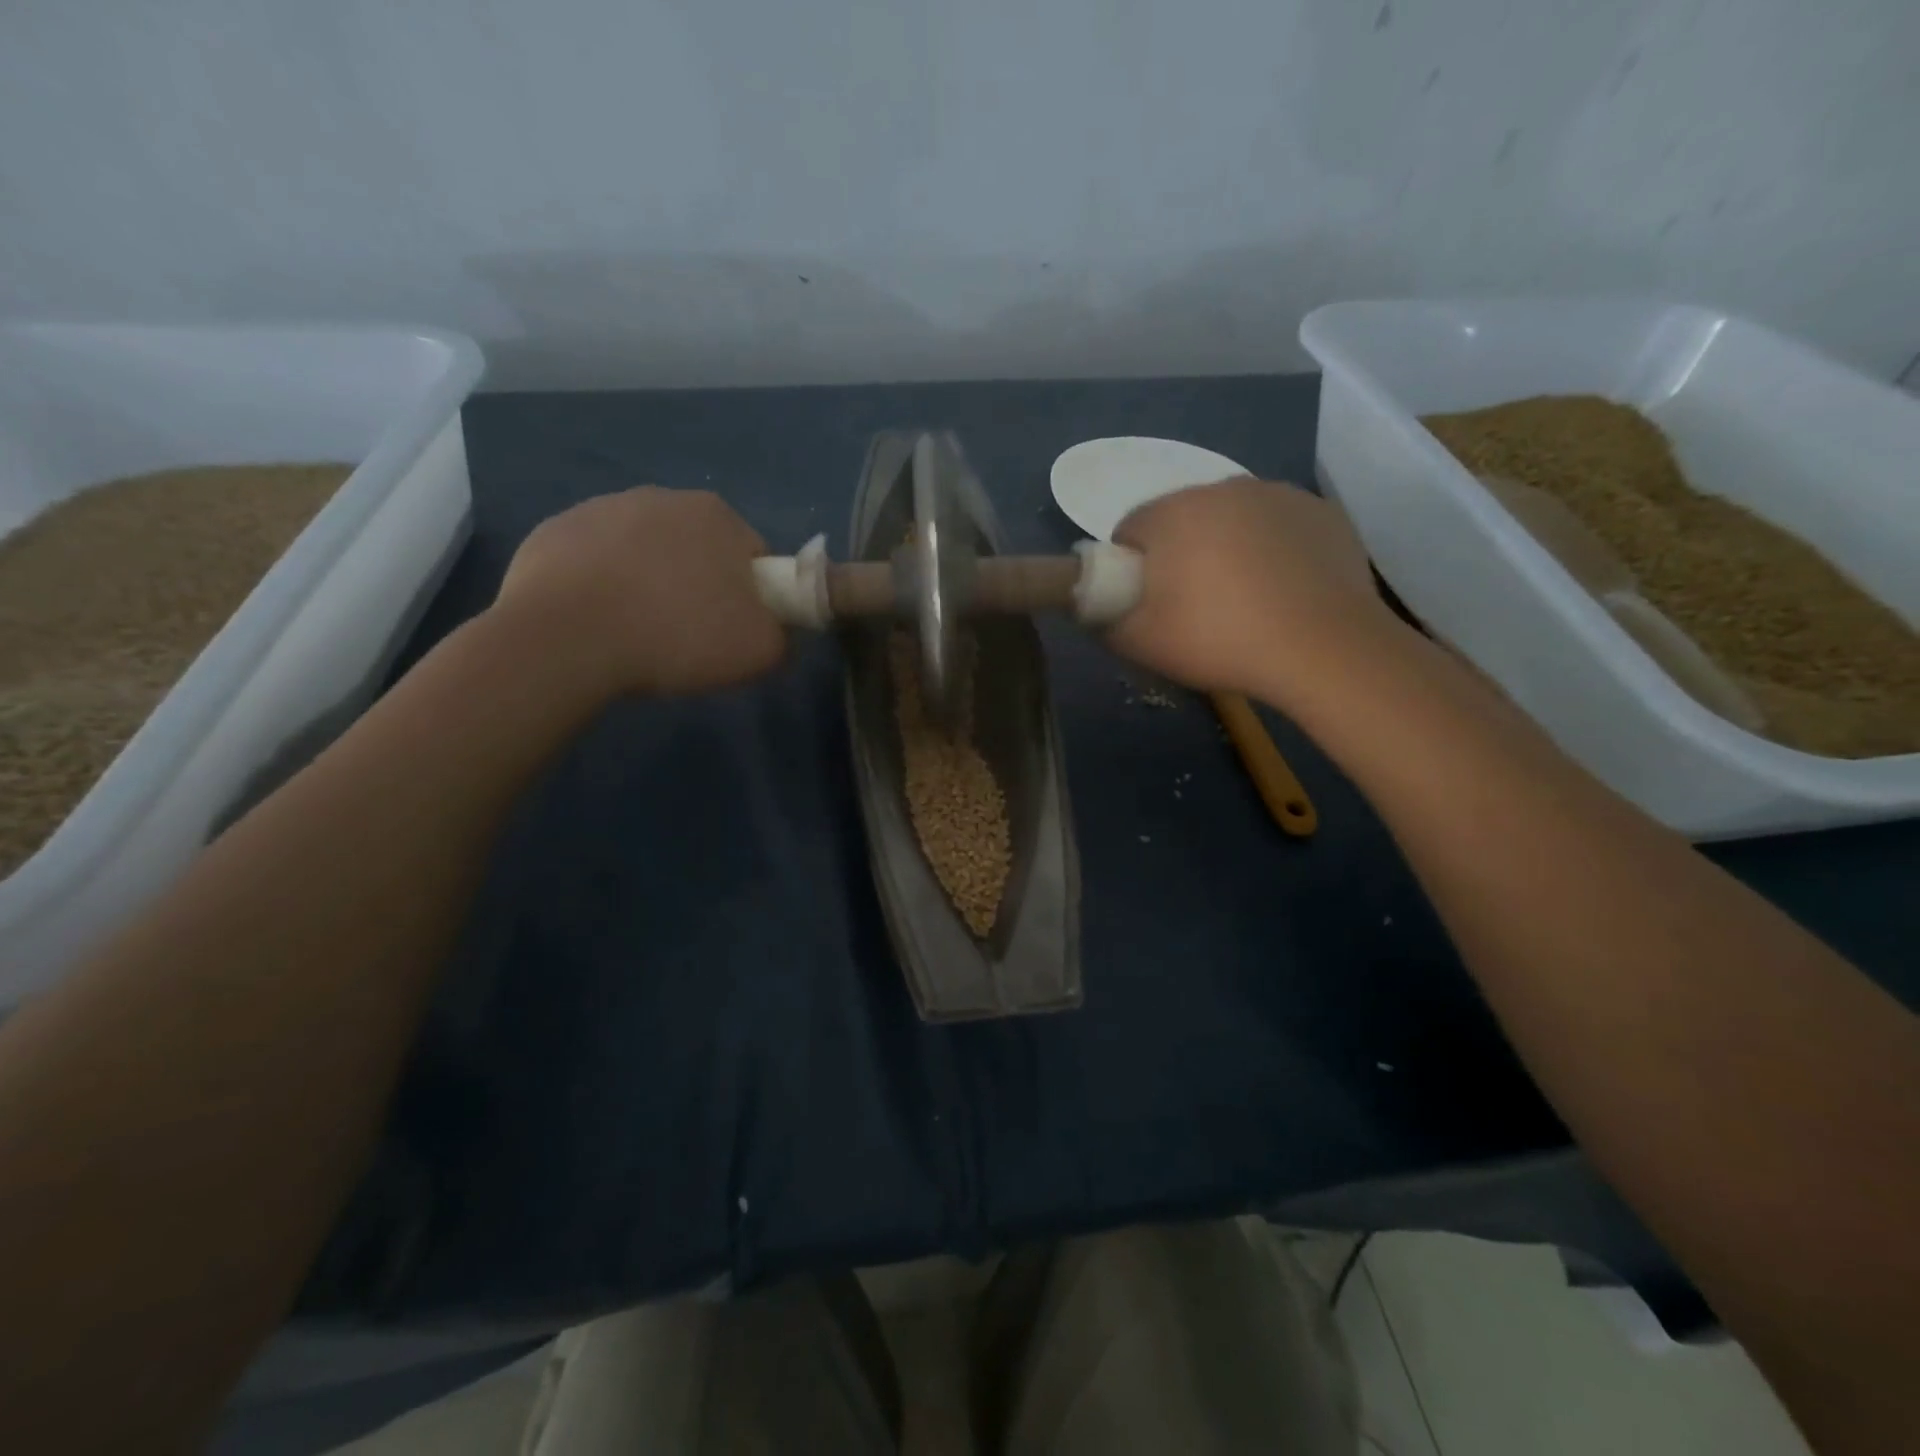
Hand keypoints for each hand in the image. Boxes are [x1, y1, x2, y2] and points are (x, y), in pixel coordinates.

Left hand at [493, 486, 784, 698]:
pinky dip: (601, 586)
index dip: (753, 598)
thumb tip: (777, 634)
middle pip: (699, 550)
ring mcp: (601, 509)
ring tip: (638, 632)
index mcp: (717, 515)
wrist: (566, 640)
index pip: (754, 557)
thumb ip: (784, 638)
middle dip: (700, 585)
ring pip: (645, 553)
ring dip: (650, 583)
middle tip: (689, 637)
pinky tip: (598, 622)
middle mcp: (662, 497)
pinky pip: (595, 562)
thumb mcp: (759, 652)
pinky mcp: (554, 531)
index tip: (736, 631)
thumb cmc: (677, 636)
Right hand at [1108, 477, 1402, 705]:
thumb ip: (1103, 621)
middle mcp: (1224, 487)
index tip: (1145, 604)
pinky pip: (1279, 527)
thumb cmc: (1219, 639)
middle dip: (1179, 556)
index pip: (1130, 529)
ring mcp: (1280, 495)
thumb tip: (1095, 609)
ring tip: (1244, 602)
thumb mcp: (1140, 644)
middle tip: (1192, 608)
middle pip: (1182, 520)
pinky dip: (1273, 551)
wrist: (1324, 648)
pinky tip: (1284, 591)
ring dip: (1226, 549)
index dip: (1129, 568)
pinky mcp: (1323, 512)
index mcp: (1173, 512)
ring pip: (1233, 520)